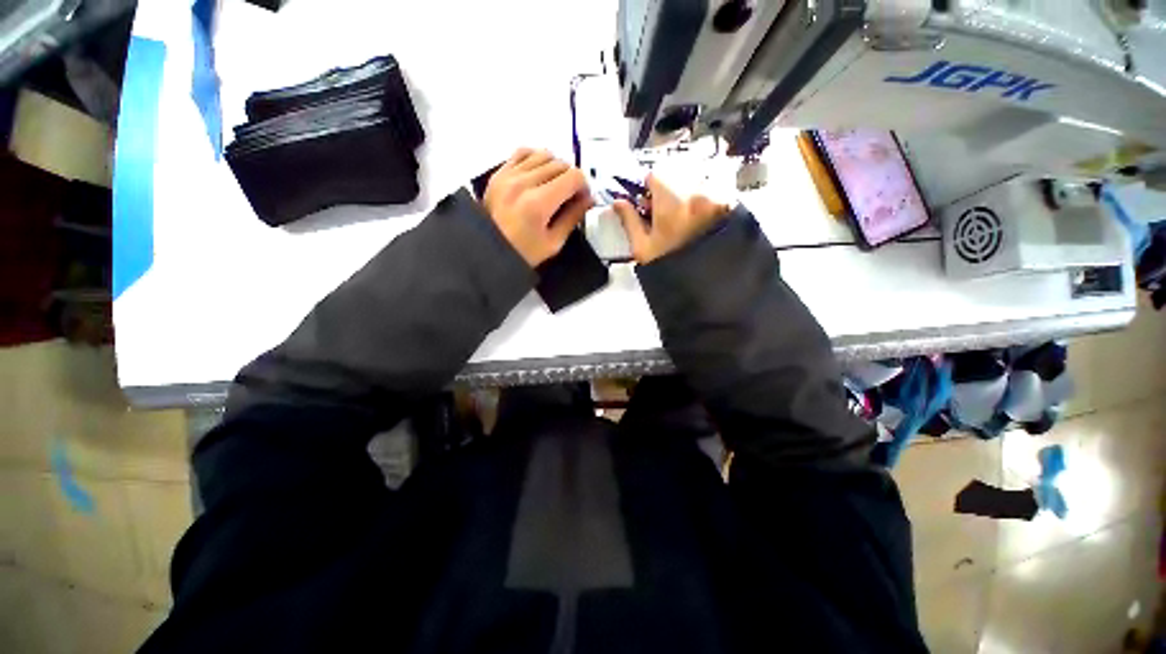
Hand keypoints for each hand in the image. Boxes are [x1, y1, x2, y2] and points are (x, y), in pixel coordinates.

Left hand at [482, 148, 592, 266]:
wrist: (487, 250)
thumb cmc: (522, 253)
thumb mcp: (553, 242)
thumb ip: (573, 217)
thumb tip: (589, 199)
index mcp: (539, 203)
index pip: (573, 177)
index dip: (584, 186)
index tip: (583, 198)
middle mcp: (524, 183)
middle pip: (561, 164)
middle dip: (572, 179)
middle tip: (571, 196)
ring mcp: (509, 175)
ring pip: (544, 154)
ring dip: (556, 167)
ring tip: (555, 185)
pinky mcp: (499, 172)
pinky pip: (523, 151)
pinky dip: (536, 158)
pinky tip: (539, 173)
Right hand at [613, 174, 730, 263]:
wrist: (705, 283)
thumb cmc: (670, 267)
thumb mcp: (643, 248)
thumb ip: (629, 221)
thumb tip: (618, 203)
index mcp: (671, 202)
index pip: (655, 174)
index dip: (647, 187)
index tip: (646, 201)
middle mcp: (697, 192)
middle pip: (676, 173)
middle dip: (667, 187)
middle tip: (663, 210)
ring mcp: (717, 196)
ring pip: (695, 177)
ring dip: (686, 190)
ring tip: (682, 215)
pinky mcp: (731, 203)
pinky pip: (714, 186)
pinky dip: (704, 195)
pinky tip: (698, 217)